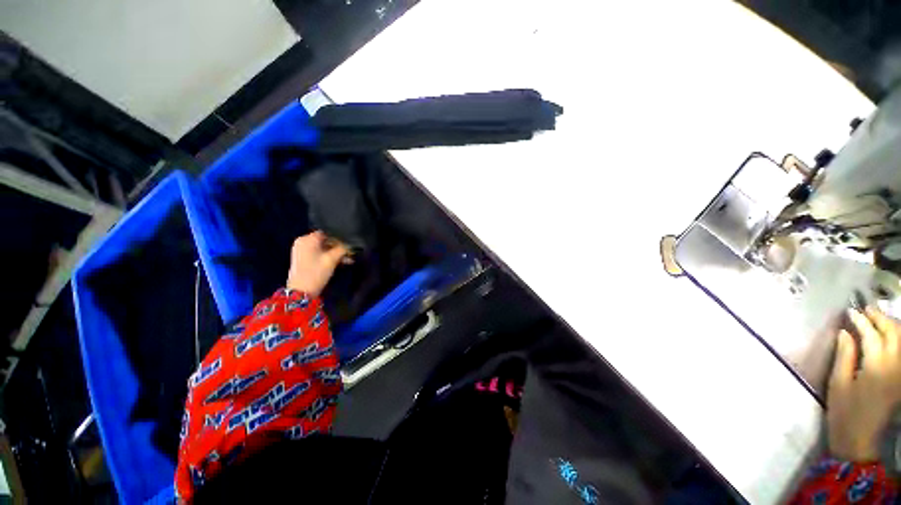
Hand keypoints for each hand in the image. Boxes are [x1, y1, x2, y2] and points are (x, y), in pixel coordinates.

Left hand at [286, 231, 349, 296]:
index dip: (339, 238)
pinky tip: (340, 263)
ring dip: (335, 253)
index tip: (349, 245)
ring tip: (348, 260)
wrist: (301, 291)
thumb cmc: (316, 272)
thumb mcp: (332, 259)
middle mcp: (303, 242)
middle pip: (325, 240)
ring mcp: (302, 251)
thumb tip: (350, 244)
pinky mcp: (303, 259)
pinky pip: (318, 254)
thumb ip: (342, 248)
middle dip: (338, 247)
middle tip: (350, 253)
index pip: (327, 232)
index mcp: (307, 239)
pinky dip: (328, 257)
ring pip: (323, 248)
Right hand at [827, 306, 900, 460]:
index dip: (861, 321)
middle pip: (893, 334)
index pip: (871, 335)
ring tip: (877, 318)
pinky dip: (897, 339)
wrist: (860, 440)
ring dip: (891, 326)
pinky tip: (889, 336)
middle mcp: (894, 366)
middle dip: (880, 318)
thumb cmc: (844, 412)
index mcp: (876, 367)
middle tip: (866, 309)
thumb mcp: (838, 384)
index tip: (849, 311)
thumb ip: (845, 355)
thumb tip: (845, 332)